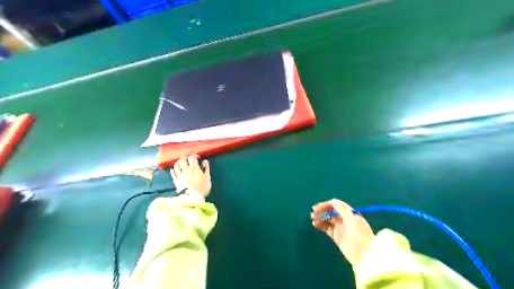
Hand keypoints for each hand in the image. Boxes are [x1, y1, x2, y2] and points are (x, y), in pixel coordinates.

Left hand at [171, 155, 209, 197]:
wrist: (192, 198)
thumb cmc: (202, 188)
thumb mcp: (207, 178)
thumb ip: (206, 169)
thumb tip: (204, 161)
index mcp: (194, 168)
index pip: (192, 157)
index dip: (194, 155)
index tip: (197, 158)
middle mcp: (185, 170)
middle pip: (182, 160)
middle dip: (185, 157)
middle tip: (188, 159)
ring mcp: (179, 175)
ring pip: (176, 165)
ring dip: (178, 162)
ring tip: (181, 163)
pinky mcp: (176, 181)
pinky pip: (173, 174)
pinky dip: (173, 170)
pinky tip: (173, 169)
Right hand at [311, 200, 375, 264]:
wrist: (365, 257)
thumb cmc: (360, 237)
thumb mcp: (352, 221)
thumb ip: (343, 210)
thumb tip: (333, 201)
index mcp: (350, 213)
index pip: (336, 205)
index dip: (326, 205)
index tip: (317, 208)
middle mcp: (345, 219)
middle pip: (331, 211)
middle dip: (322, 211)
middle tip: (313, 213)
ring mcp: (341, 228)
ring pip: (328, 219)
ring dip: (320, 217)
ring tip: (313, 219)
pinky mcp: (337, 236)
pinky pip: (327, 228)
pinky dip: (321, 225)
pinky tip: (315, 224)